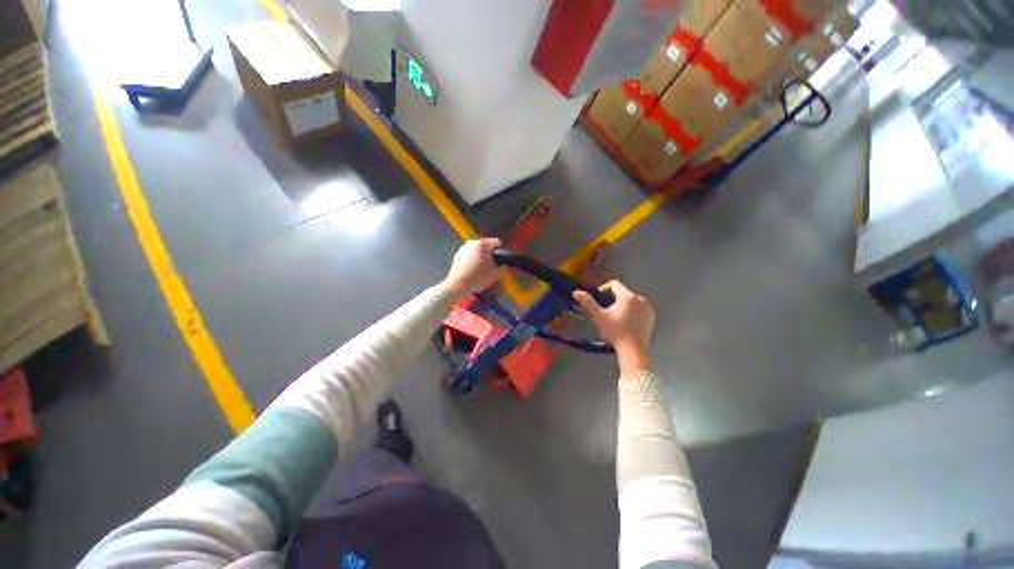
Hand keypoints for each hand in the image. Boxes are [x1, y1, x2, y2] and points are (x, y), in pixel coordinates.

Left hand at [441, 238, 502, 297]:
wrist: (458, 285)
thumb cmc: (476, 278)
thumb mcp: (496, 273)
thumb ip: (503, 267)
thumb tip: (503, 265)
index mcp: (483, 244)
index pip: (497, 243)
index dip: (501, 252)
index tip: (501, 259)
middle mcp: (472, 243)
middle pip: (486, 246)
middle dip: (490, 254)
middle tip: (492, 266)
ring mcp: (464, 248)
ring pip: (477, 250)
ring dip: (481, 257)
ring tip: (482, 269)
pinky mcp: (458, 255)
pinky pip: (469, 255)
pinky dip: (473, 260)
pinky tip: (474, 270)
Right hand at [573, 280, 654, 376]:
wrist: (633, 350)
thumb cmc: (615, 332)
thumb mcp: (599, 317)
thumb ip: (588, 303)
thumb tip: (575, 292)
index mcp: (627, 297)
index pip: (615, 284)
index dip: (605, 288)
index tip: (599, 297)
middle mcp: (640, 299)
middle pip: (624, 292)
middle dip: (614, 298)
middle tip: (606, 310)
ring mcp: (648, 308)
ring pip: (632, 300)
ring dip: (623, 304)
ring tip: (616, 316)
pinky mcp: (652, 316)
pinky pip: (640, 308)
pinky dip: (633, 311)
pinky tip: (627, 321)